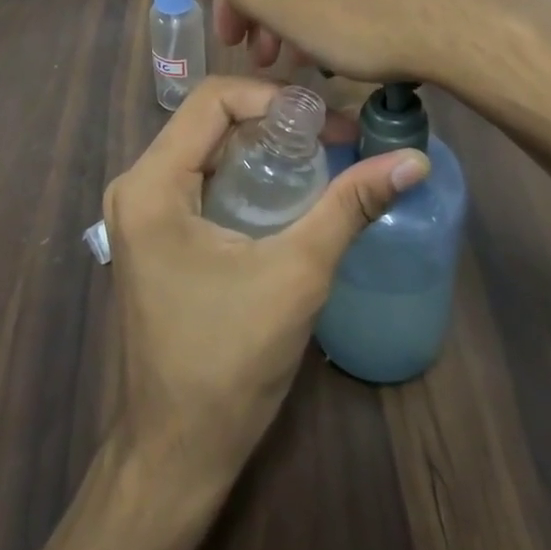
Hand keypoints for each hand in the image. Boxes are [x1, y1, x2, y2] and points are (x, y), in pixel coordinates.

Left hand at [102, 75, 428, 489]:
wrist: (178, 451)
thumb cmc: (229, 361)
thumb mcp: (297, 273)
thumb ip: (351, 206)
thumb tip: (414, 161)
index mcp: (151, 184)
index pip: (213, 99)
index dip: (274, 97)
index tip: (326, 121)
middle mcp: (136, 186)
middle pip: (209, 120)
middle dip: (273, 120)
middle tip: (333, 136)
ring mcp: (140, 212)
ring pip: (206, 147)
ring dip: (261, 146)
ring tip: (320, 157)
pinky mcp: (153, 235)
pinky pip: (200, 178)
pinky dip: (244, 173)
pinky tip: (287, 191)